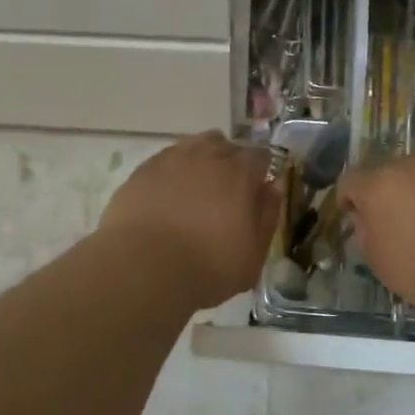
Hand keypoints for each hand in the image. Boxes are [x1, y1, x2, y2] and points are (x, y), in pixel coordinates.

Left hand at [98, 132, 278, 309]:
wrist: (143, 268)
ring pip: (193, 147)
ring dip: (200, 162)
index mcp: (240, 172)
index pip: (260, 156)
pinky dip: (171, 173)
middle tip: (224, 196)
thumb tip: (272, 188)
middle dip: (230, 165)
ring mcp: (171, 159)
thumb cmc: (207, 268)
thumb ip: (267, 216)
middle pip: (226, 146)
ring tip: (195, 191)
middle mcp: (207, 156)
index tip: (255, 193)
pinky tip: (166, 197)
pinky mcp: (142, 171)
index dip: (260, 173)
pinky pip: (165, 161)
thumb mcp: (253, 254)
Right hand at [340, 156, 414, 308]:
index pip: (350, 180)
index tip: (353, 214)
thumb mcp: (375, 257)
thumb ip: (366, 230)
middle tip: (394, 219)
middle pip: (390, 172)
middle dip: (388, 191)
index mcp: (378, 185)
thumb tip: (368, 219)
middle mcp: (410, 167)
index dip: (349, 197)